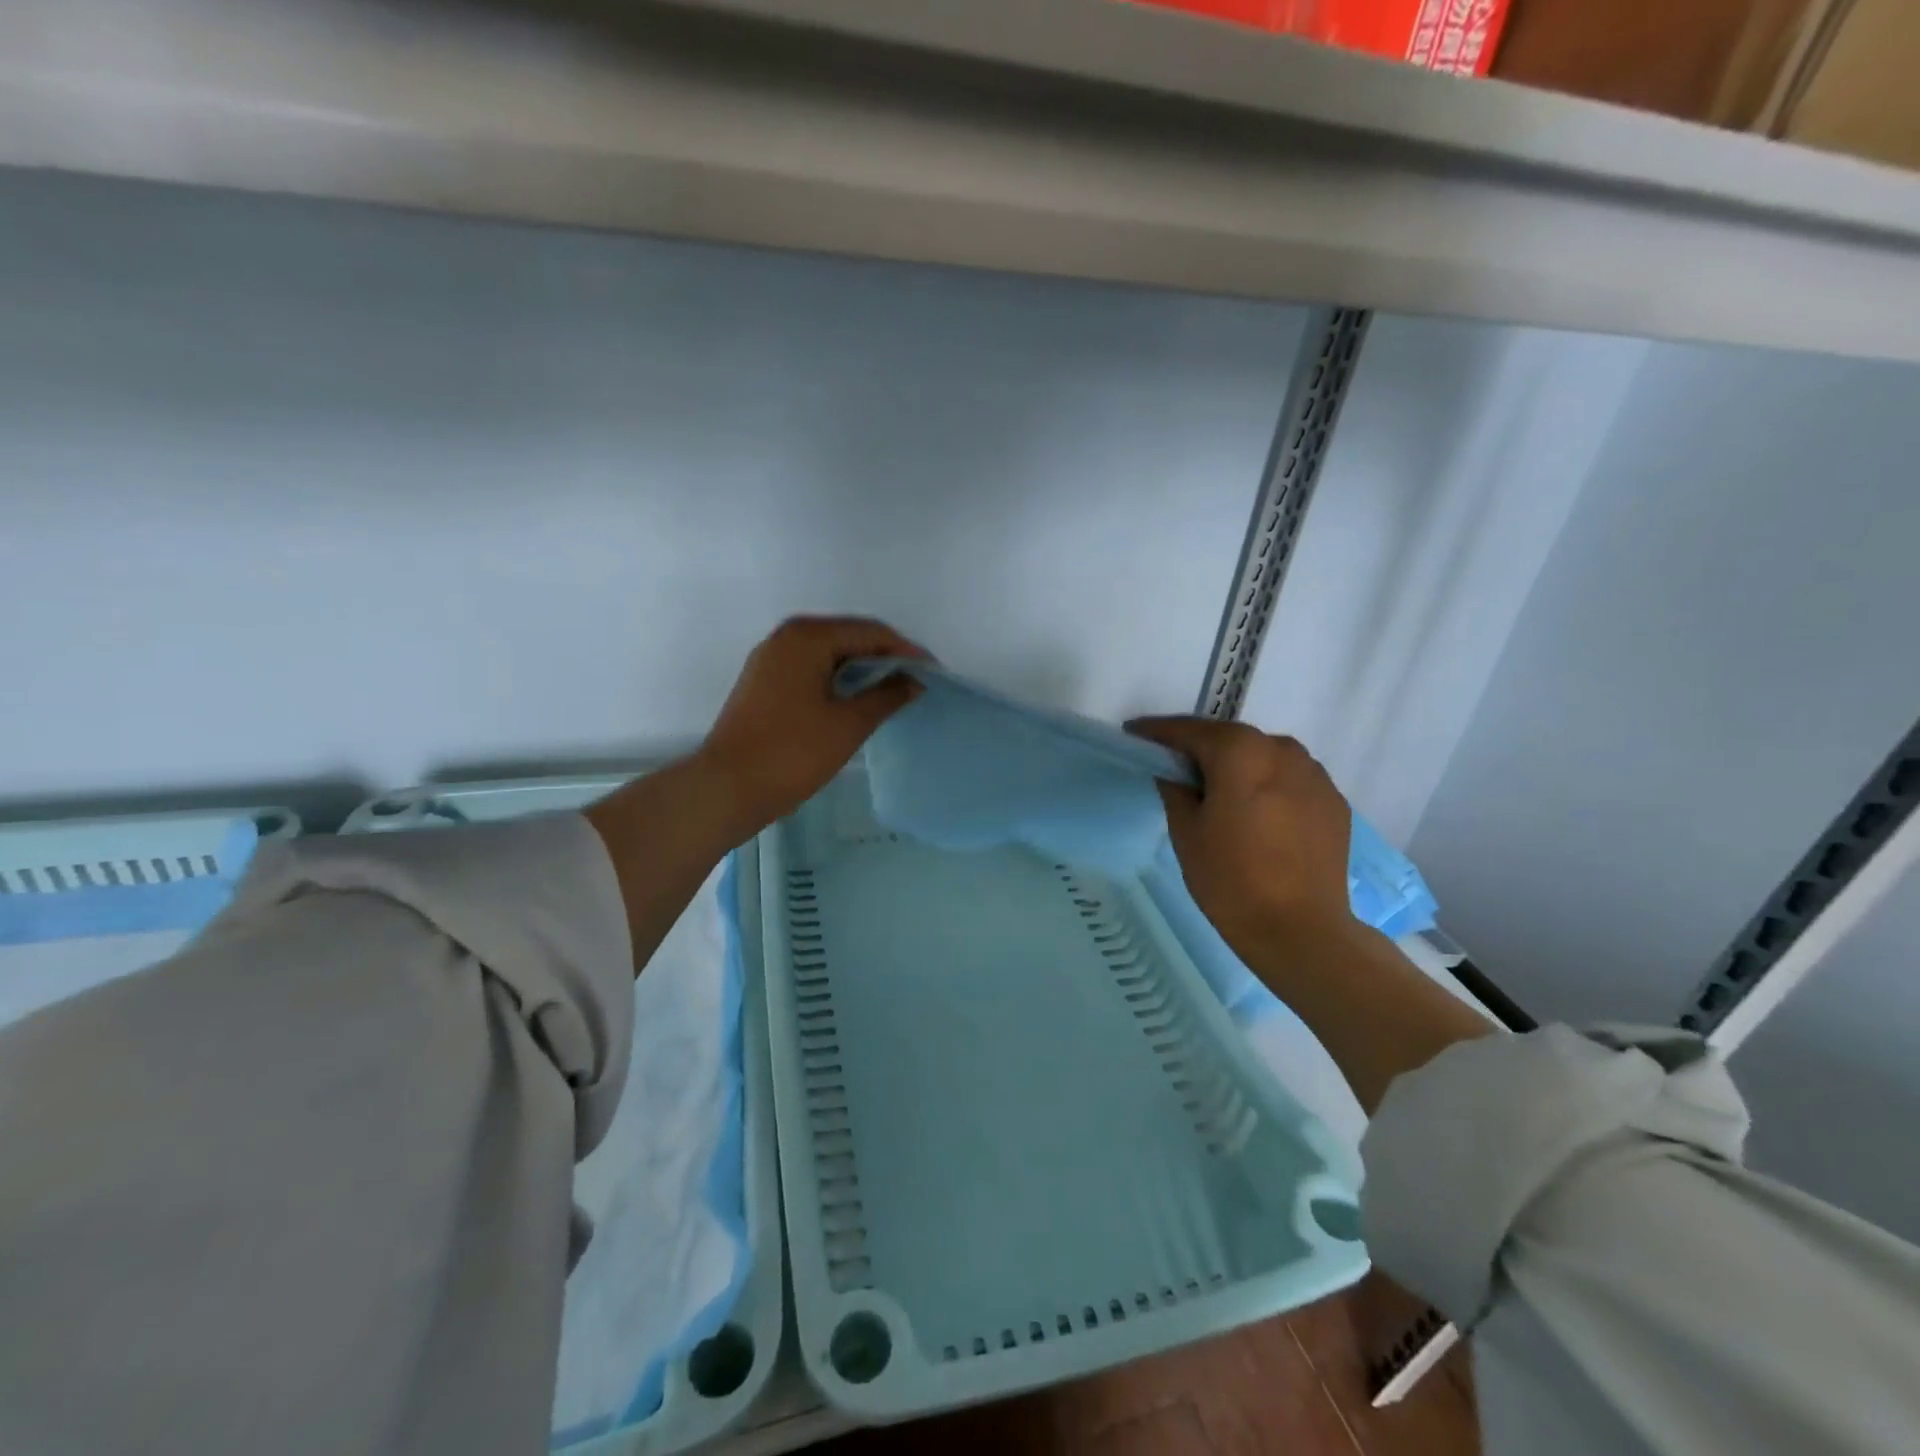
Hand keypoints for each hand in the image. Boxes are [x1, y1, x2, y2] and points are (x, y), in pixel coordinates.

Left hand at [695, 615, 926, 834]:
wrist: (728, 788)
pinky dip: (838, 679)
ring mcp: (771, 658)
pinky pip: (812, 668)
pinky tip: (857, 699)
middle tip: (916, 681)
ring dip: (862, 669)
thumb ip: (887, 695)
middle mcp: (787, 636)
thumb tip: (914, 680)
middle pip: (848, 636)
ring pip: (829, 653)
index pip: (870, 632)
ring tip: (893, 692)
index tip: (933, 672)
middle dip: (884, 657)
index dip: (905, 650)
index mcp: (808, 637)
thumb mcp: (849, 724)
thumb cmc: (793, 753)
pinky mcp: (764, 681)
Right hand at [1127, 716, 1354, 956]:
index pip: (1190, 731)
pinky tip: (1257, 812)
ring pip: (1264, 756)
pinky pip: (1290, 780)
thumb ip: (1175, 789)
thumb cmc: (1230, 879)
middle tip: (1175, 764)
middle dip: (1201, 748)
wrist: (1300, 930)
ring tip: (1219, 790)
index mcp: (1240, 752)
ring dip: (1239, 765)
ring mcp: (1314, 774)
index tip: (1135, 734)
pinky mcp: (1333, 801)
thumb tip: (1173, 771)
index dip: (1158, 732)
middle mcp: (1281, 750)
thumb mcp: (1185, 832)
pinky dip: (1268, 785)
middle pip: (1231, 739)